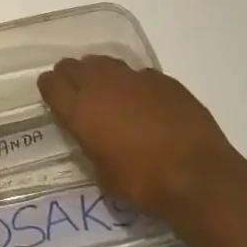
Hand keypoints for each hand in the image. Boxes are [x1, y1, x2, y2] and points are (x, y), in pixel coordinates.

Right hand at [39, 55, 239, 219]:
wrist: (197, 175)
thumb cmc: (145, 184)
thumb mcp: (105, 175)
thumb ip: (92, 145)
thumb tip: (93, 135)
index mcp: (81, 110)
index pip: (51, 84)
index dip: (49, 88)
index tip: (51, 95)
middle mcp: (102, 85)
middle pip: (73, 66)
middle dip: (70, 76)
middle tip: (75, 92)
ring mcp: (133, 77)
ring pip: (104, 62)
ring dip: (99, 74)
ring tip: (107, 92)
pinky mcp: (161, 78)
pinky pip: (137, 74)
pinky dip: (133, 84)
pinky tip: (143, 102)